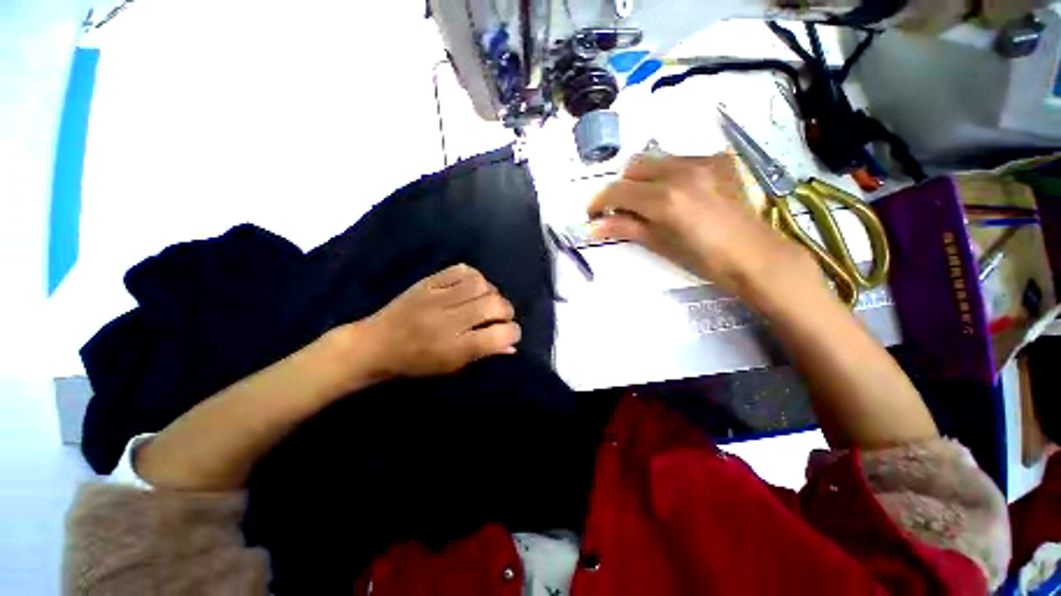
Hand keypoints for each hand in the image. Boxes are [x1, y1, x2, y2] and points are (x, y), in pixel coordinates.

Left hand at [359, 264, 520, 377]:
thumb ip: (484, 354)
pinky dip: (473, 276)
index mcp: (456, 348)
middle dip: (506, 311)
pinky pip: (461, 270)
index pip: (499, 335)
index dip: (513, 332)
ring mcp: (438, 297)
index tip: (510, 333)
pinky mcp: (428, 282)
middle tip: (500, 316)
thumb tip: (512, 345)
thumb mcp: (452, 368)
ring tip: (485, 300)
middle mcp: (450, 321)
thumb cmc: (416, 364)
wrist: (376, 345)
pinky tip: (471, 286)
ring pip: (481, 284)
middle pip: (494, 305)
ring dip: (491, 292)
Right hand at [587, 153, 813, 296]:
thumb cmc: (702, 258)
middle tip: (623, 209)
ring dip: (643, 178)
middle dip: (622, 186)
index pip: (618, 190)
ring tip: (650, 201)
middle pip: (634, 166)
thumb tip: (592, 227)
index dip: (599, 201)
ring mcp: (702, 162)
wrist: (753, 254)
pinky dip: (668, 174)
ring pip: (656, 159)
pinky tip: (677, 193)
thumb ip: (624, 228)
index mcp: (665, 198)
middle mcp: (681, 171)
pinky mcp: (717, 160)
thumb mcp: (658, 243)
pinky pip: (680, 159)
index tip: (593, 214)